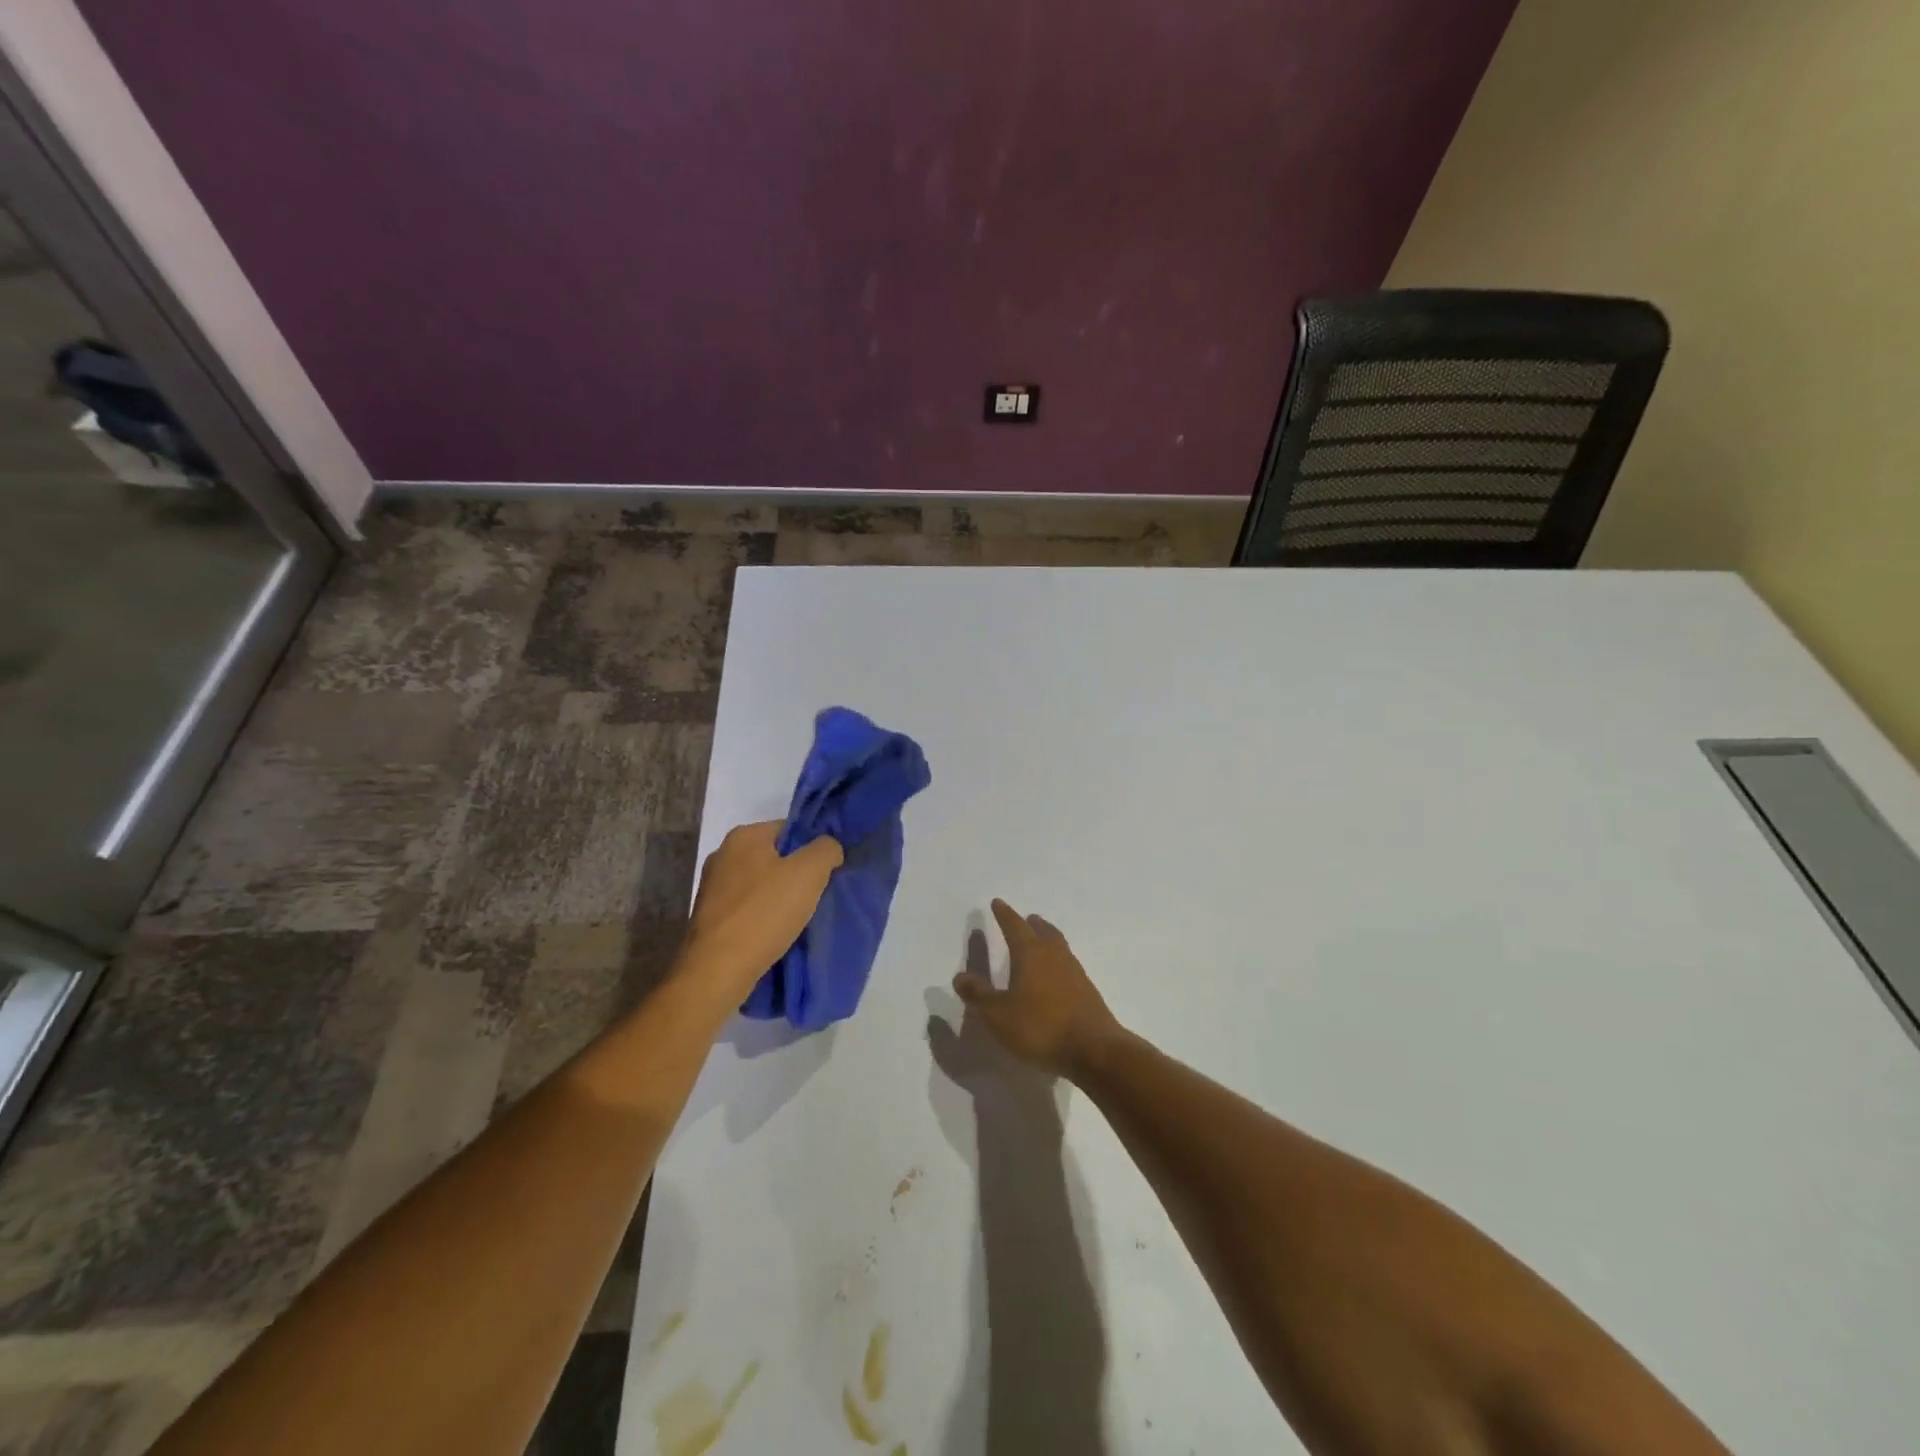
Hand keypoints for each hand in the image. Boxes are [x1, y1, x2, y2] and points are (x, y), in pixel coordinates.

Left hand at [681, 822, 842, 998]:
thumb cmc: (764, 913)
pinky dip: (763, 917)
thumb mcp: (809, 872)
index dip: (813, 847)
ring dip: (780, 898)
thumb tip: (828, 848)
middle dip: (797, 874)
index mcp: (743, 836)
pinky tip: (777, 933)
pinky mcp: (710, 918)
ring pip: (761, 885)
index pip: (789, 829)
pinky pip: (748, 909)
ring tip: (800, 918)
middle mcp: (722, 855)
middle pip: (774, 857)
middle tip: (818, 894)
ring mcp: (712, 888)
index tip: (828, 871)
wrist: (718, 970)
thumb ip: (826, 849)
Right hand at [953, 900, 1122, 1078]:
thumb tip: (960, 976)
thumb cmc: (1040, 1027)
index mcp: (1030, 953)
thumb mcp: (998, 1015)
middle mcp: (1054, 955)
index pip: (1015, 926)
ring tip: (1041, 941)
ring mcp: (1074, 972)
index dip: (1004, 915)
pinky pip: (1068, 965)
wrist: (1094, 1050)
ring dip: (1048, 938)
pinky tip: (1055, 976)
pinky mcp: (1087, 991)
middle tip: (1026, 919)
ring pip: (1058, 946)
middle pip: (1043, 931)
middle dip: (1031, 924)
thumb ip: (979, 995)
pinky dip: (1058, 962)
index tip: (997, 903)